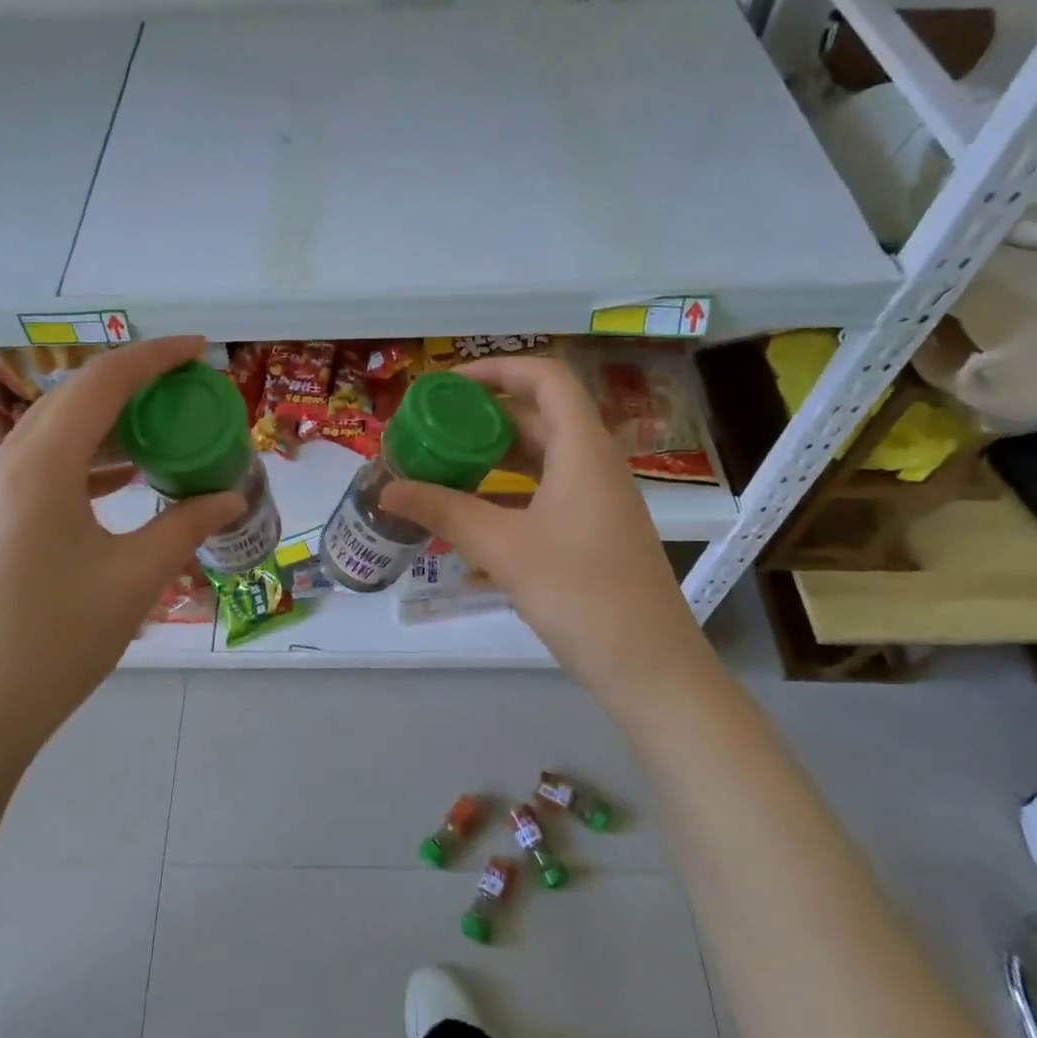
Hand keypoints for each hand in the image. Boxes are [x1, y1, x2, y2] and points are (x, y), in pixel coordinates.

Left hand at [0, 338, 244, 794]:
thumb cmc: (55, 642)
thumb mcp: (135, 579)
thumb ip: (186, 526)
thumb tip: (230, 497)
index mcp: (41, 465)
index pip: (103, 382)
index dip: (154, 357)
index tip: (198, 349)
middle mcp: (5, 464)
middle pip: (73, 399)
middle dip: (132, 386)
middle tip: (184, 393)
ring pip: (53, 435)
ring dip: (107, 426)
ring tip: (159, 435)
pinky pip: (38, 470)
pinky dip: (83, 463)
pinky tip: (118, 484)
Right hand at [380, 356, 710, 697]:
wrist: (650, 668)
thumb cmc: (580, 593)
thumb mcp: (503, 548)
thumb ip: (443, 511)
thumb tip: (386, 489)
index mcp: (583, 449)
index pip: (545, 378)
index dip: (497, 369)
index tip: (446, 386)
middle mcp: (594, 464)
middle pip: (538, 415)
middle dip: (483, 415)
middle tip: (431, 427)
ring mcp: (596, 500)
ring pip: (540, 456)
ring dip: (492, 454)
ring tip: (441, 462)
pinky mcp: (592, 532)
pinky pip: (544, 490)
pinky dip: (506, 489)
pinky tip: (470, 509)